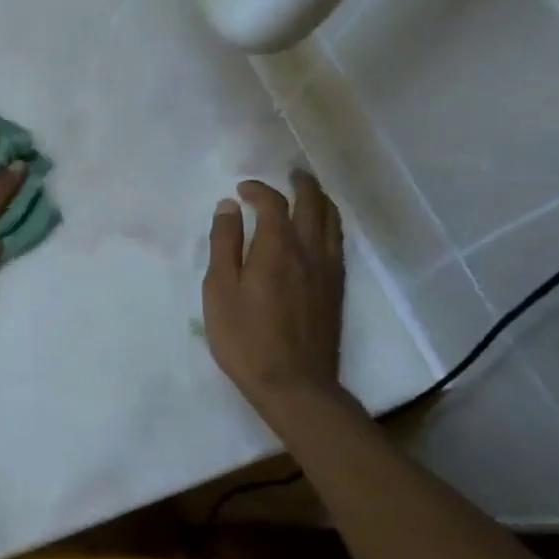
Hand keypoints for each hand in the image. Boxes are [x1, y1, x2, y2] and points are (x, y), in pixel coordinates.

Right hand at [203, 172, 346, 406]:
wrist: (295, 384)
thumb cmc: (246, 338)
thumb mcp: (220, 290)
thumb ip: (224, 244)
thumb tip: (228, 206)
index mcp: (277, 247)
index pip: (273, 202)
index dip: (258, 189)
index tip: (242, 190)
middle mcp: (310, 250)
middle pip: (313, 203)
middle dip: (301, 183)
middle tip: (289, 173)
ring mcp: (329, 270)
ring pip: (332, 221)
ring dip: (320, 200)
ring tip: (308, 193)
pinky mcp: (337, 289)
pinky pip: (338, 242)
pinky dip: (329, 224)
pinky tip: (320, 232)